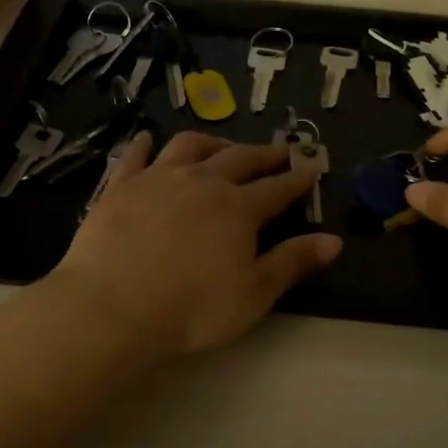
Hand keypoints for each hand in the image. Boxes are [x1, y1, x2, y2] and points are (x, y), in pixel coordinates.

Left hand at [45, 131, 342, 361]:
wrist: (113, 306)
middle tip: (278, 150)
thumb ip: (293, 263)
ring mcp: (158, 179)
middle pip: (240, 159)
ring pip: (190, 146)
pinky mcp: (120, 186)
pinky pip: (135, 156)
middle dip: (263, 154)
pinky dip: (144, 144)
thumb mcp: (254, 294)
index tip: (311, 167)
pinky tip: (147, 138)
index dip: (297, 179)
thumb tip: (334, 240)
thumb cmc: (192, 308)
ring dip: (212, 142)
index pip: (278, 188)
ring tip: (222, 146)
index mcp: (238, 208)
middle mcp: (202, 181)